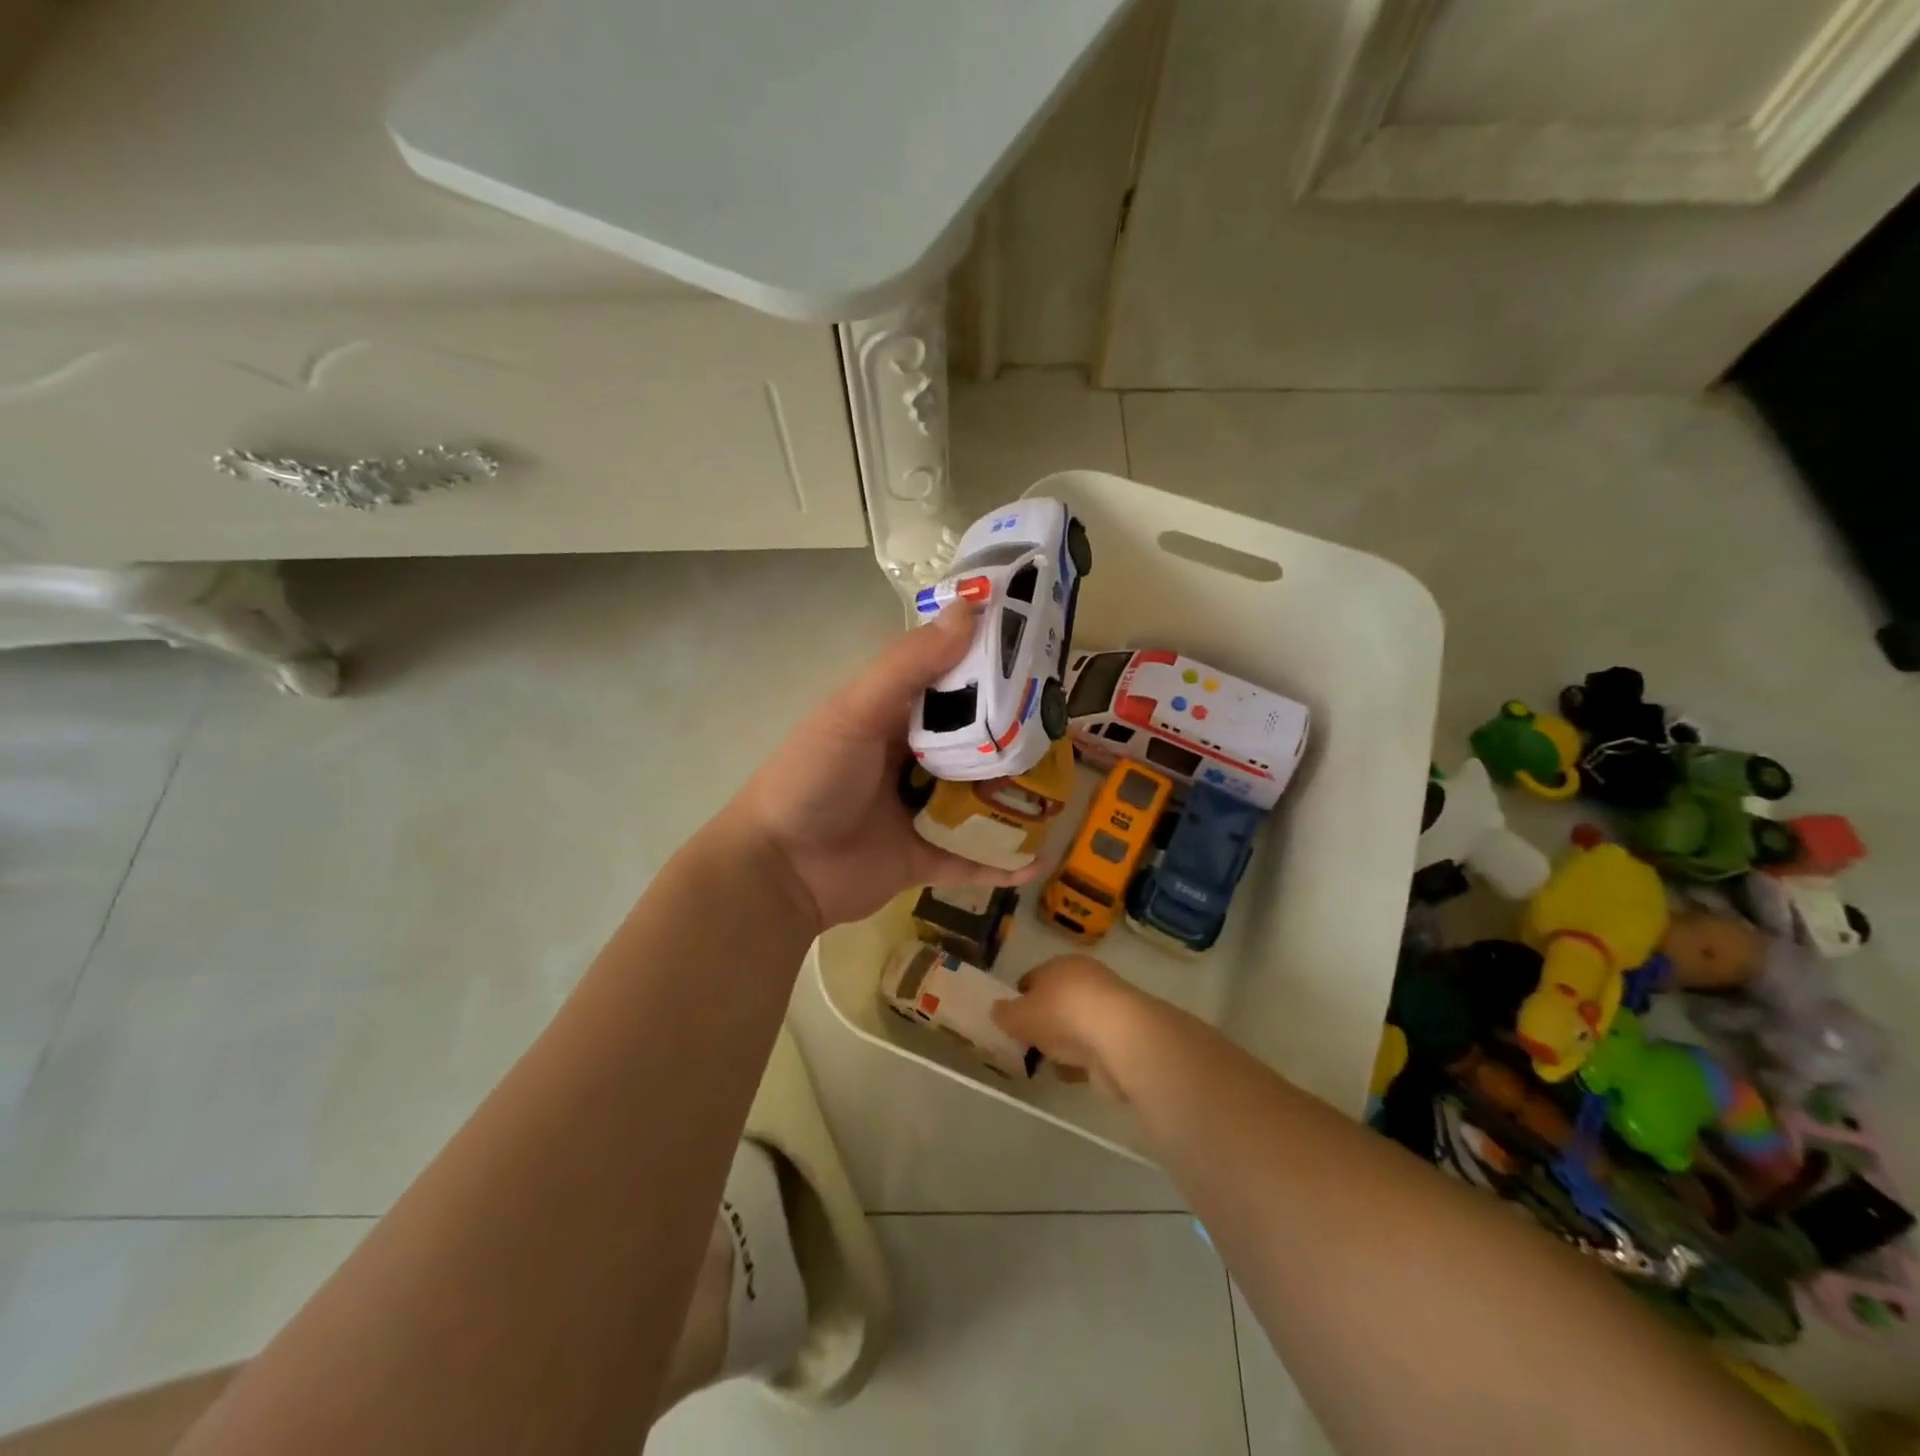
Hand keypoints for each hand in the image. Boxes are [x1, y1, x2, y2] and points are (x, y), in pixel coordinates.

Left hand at [730, 606, 1033, 930]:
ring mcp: (919, 810)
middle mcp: (910, 758)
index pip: (951, 682)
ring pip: (978, 800)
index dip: (992, 668)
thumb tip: (970, 608)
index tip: (1041, 654)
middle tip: (1066, 726)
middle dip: (1014, 736)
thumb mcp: (855, 712)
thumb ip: (910, 666)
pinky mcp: (923, 858)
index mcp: (892, 715)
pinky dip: (1000, 864)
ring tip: (1065, 789)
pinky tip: (1037, 863)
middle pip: (973, 743)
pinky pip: (970, 859)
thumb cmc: (813, 778)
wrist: (778, 870)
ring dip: (1015, 797)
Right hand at [993, 956, 1143, 1101]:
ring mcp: (1107, 1007)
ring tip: (1048, 1062)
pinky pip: (1093, 1046)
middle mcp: (1086, 979)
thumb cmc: (1062, 1014)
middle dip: (1043, 1021)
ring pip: (1076, 1024)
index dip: (1020, 999)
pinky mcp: (1122, 1035)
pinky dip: (1082, 1058)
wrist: (1119, 1037)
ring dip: (1064, 1041)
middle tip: (1028, 1043)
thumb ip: (1005, 1014)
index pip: (1034, 978)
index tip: (1011, 1022)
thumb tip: (997, 1010)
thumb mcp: (1019, 1015)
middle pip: (1057, 1000)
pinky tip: (1071, 1072)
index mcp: (1061, 964)